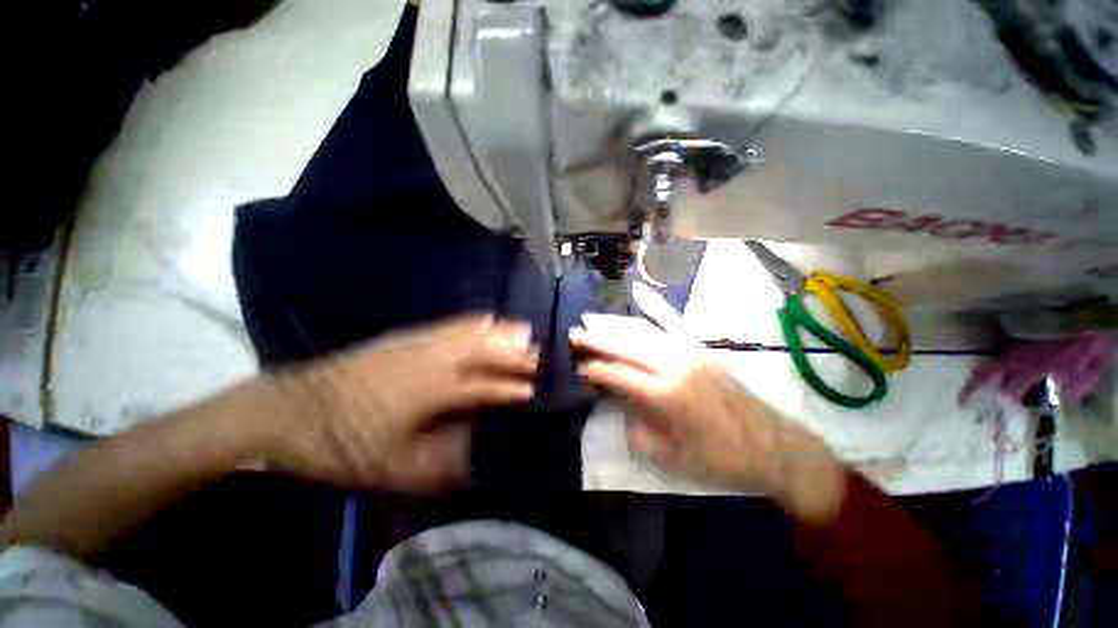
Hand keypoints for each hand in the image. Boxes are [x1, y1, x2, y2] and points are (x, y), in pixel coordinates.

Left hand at [264, 315, 537, 491]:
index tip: (533, 392)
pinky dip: (473, 321)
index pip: (483, 387)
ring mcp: (418, 342)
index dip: (510, 389)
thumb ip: (440, 464)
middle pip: (483, 351)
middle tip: (538, 355)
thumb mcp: (390, 469)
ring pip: (470, 331)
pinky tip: (485, 319)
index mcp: (431, 391)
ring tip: (523, 330)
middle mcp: (432, 359)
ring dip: (499, 332)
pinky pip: (449, 324)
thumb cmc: (340, 444)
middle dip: (514, 353)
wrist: (285, 411)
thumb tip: (477, 458)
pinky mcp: (405, 336)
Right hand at [571, 318, 845, 522]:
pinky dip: (644, 321)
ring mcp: (690, 352)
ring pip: (644, 332)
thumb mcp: (671, 458)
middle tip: (574, 333)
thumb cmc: (721, 459)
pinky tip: (633, 312)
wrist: (775, 446)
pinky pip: (666, 329)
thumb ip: (638, 430)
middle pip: (627, 346)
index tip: (579, 369)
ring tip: (593, 322)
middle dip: (597, 340)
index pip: (620, 375)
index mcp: (667, 395)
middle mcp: (676, 365)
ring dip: (616, 327)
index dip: (596, 371)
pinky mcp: (701, 350)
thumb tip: (623, 408)